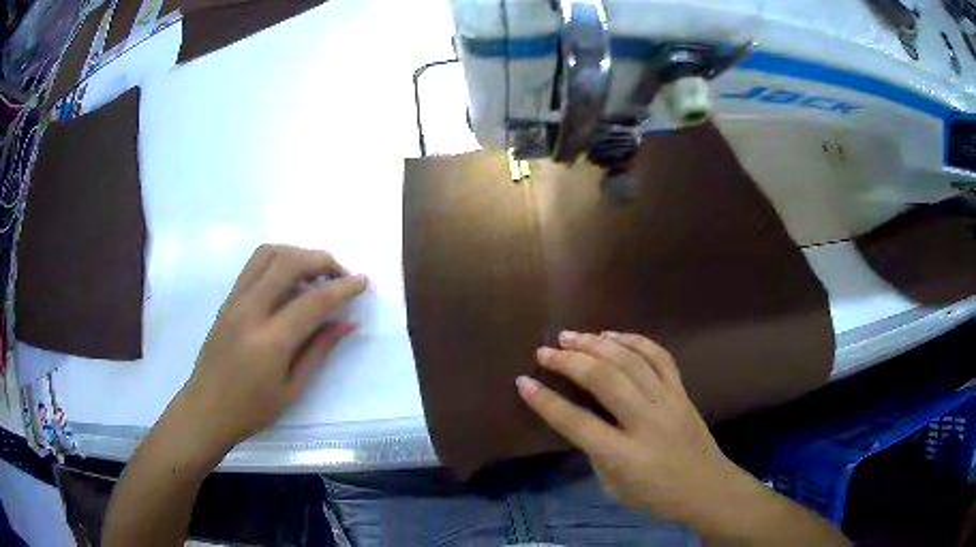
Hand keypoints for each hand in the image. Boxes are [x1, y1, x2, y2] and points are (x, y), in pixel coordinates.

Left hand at [178, 245, 366, 451]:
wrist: (206, 409)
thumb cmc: (251, 409)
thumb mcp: (292, 389)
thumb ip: (319, 350)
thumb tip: (347, 322)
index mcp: (271, 341)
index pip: (314, 300)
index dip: (344, 287)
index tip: (364, 282)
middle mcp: (250, 311)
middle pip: (289, 262)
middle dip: (322, 260)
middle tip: (342, 275)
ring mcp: (235, 301)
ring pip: (268, 254)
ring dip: (298, 253)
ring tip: (315, 272)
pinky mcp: (227, 300)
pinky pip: (254, 265)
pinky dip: (278, 260)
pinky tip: (289, 280)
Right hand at [516, 331, 750, 526]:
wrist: (708, 488)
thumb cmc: (656, 497)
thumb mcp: (613, 487)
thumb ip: (596, 452)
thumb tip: (584, 420)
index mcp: (623, 455)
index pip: (576, 423)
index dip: (545, 402)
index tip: (523, 381)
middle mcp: (645, 421)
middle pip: (604, 380)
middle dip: (570, 361)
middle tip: (546, 350)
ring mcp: (668, 401)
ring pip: (630, 361)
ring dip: (598, 343)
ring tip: (572, 336)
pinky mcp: (682, 391)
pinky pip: (659, 356)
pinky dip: (634, 340)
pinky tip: (614, 335)